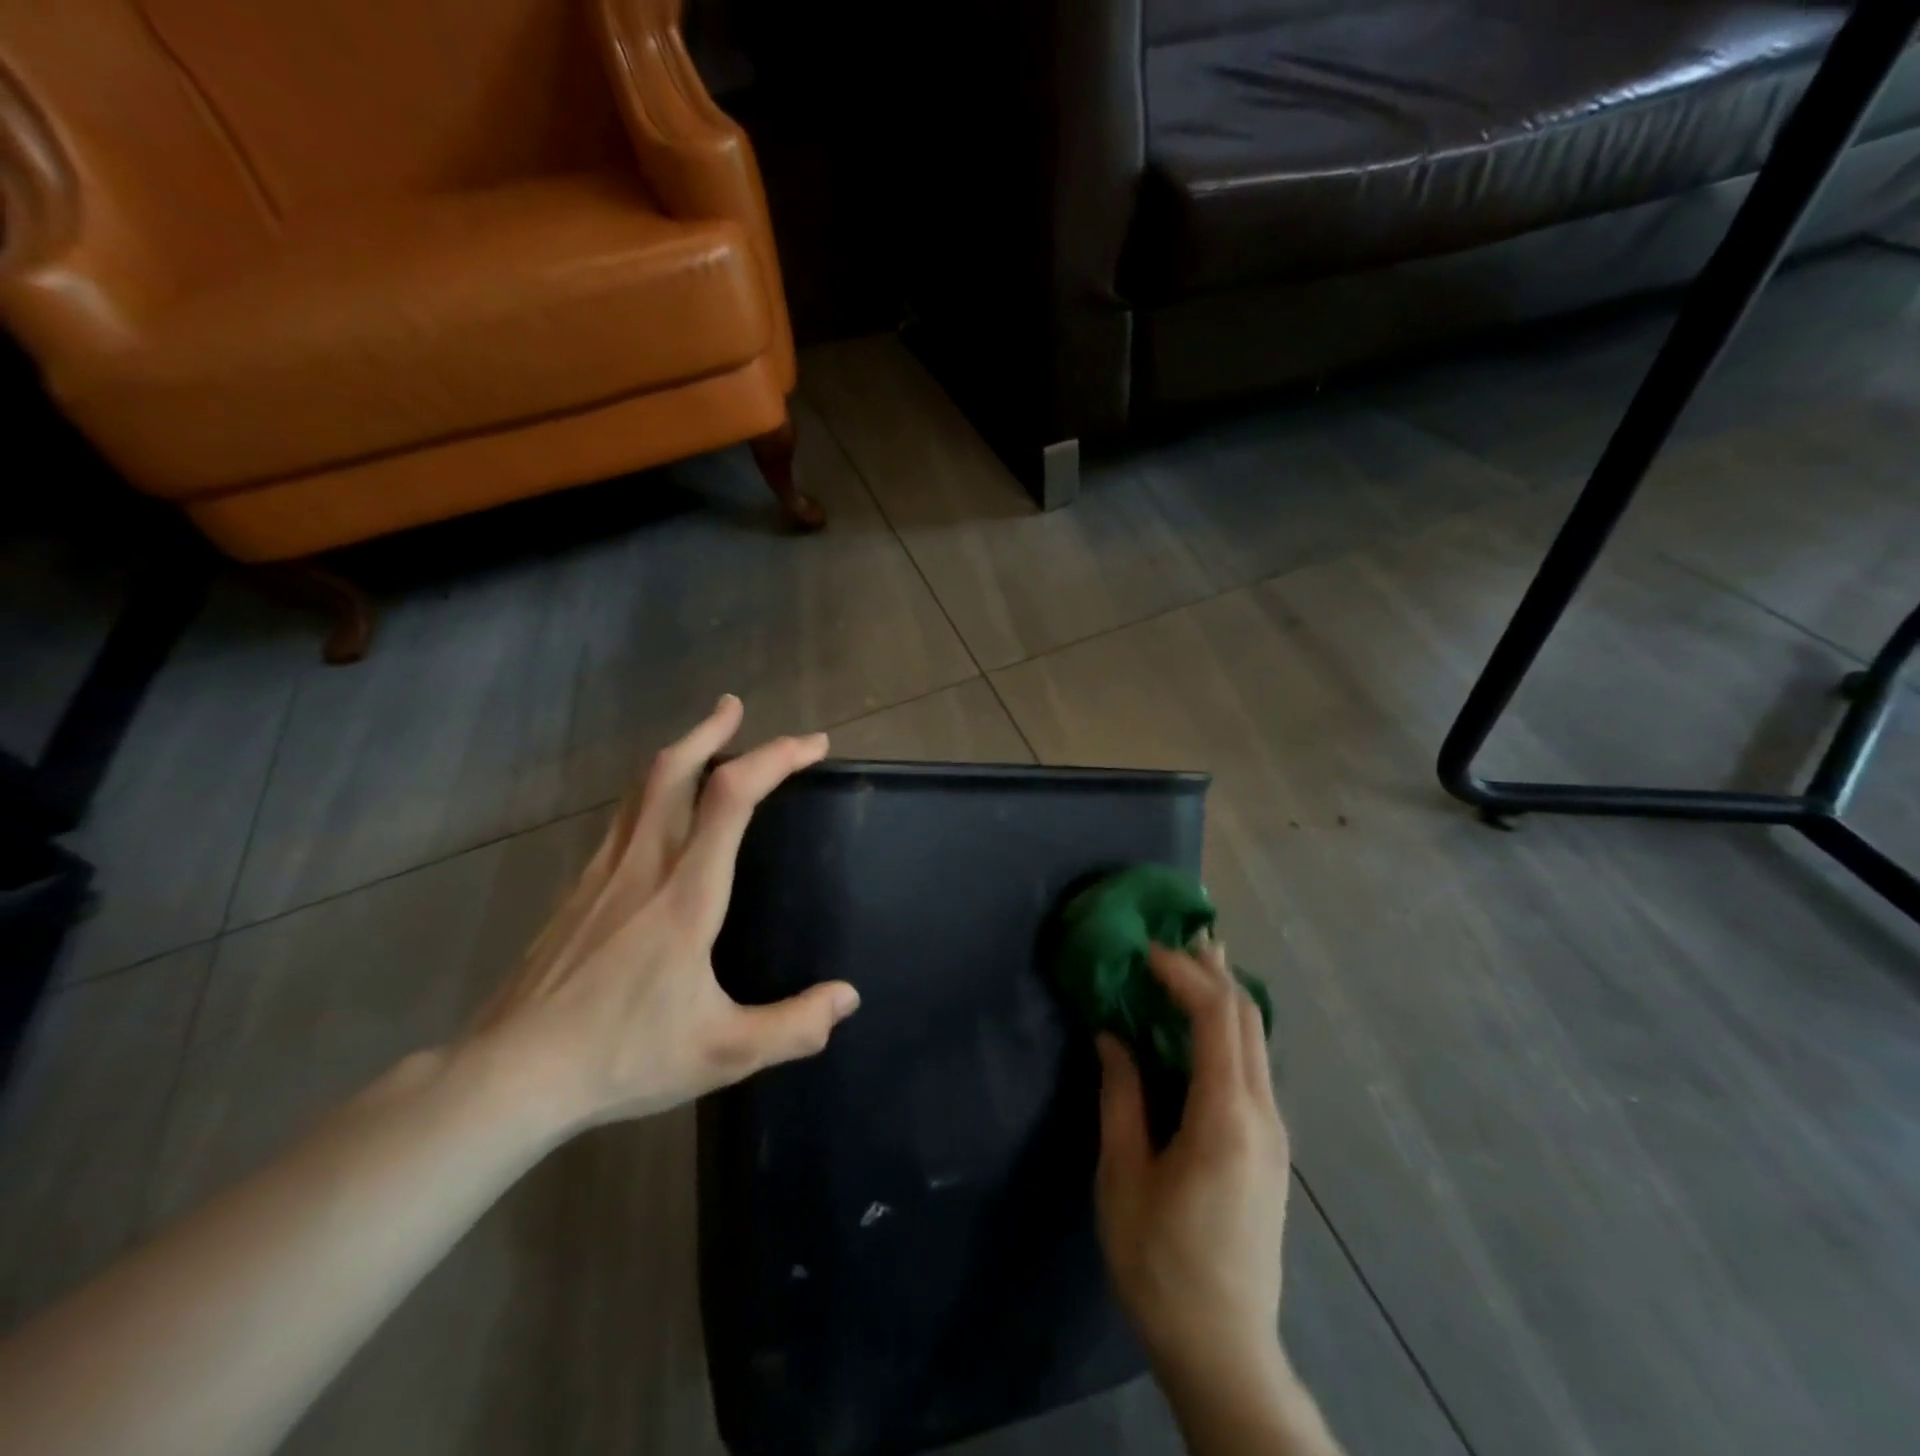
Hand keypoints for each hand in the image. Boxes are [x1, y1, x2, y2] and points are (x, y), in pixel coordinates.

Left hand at [463, 695, 859, 1133]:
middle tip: (735, 707)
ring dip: (679, 751)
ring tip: (705, 739)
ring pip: (642, 787)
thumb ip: (793, 1026)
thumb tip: (847, 999)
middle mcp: (645, 865)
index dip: (775, 758)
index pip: (732, 797)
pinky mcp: (578, 889)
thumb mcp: (724, 1053)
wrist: (511, 1074)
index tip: (811, 746)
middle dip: (712, 730)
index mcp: (687, 893)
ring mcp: (604, 872)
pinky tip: (658, 809)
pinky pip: (622, 816)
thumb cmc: (623, 1056)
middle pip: (675, 769)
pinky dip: (651, 789)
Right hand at [1094, 937, 1289, 1397]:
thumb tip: (1112, 1035)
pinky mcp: (1270, 1147)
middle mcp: (1262, 1115)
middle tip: (1175, 934)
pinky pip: (1253, 1065)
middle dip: (1212, 969)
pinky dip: (1227, 1028)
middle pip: (1247, 1018)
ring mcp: (1274, 1132)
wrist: (1224, 1349)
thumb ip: (1121, 1096)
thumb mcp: (1123, 1177)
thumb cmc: (1160, 1264)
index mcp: (1225, 1118)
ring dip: (1223, 995)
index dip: (1183, 974)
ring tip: (1189, 963)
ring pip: (1256, 1039)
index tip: (1146, 950)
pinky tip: (1200, 1026)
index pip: (1216, 1018)